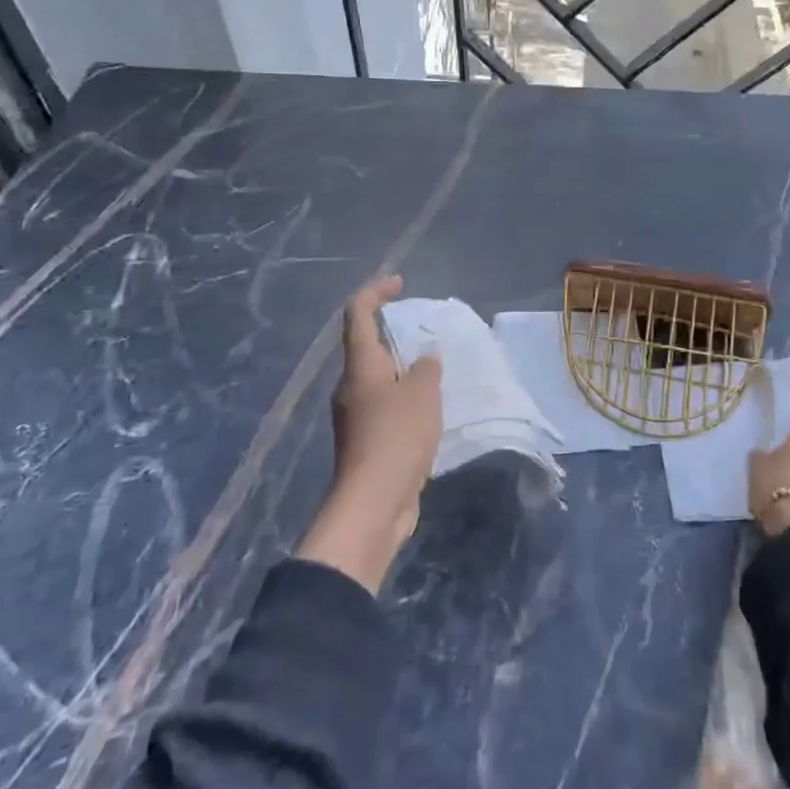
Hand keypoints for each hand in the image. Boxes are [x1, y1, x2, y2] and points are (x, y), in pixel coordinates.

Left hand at [296, 276, 442, 591]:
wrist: (373, 504)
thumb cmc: (396, 436)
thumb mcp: (423, 392)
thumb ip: (427, 368)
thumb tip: (426, 359)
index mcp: (360, 365)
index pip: (357, 313)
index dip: (376, 291)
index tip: (400, 284)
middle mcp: (351, 386)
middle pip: (368, 347)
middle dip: (396, 334)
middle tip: (428, 334)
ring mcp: (355, 416)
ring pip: (380, 380)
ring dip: (405, 371)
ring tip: (438, 372)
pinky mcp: (366, 443)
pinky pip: (387, 407)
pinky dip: (407, 400)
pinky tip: (432, 410)